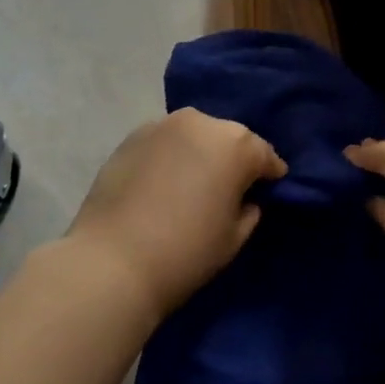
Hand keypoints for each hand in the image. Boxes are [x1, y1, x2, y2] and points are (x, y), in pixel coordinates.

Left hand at [67, 108, 283, 320]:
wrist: (113, 261)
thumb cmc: (186, 252)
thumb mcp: (234, 237)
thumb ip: (248, 210)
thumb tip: (245, 198)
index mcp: (235, 144)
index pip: (264, 154)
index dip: (270, 173)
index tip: (271, 186)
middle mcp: (201, 122)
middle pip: (228, 138)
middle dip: (234, 158)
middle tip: (230, 186)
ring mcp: (163, 125)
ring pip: (194, 135)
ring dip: (200, 152)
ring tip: (195, 181)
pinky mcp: (132, 136)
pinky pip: (165, 142)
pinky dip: (171, 156)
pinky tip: (165, 181)